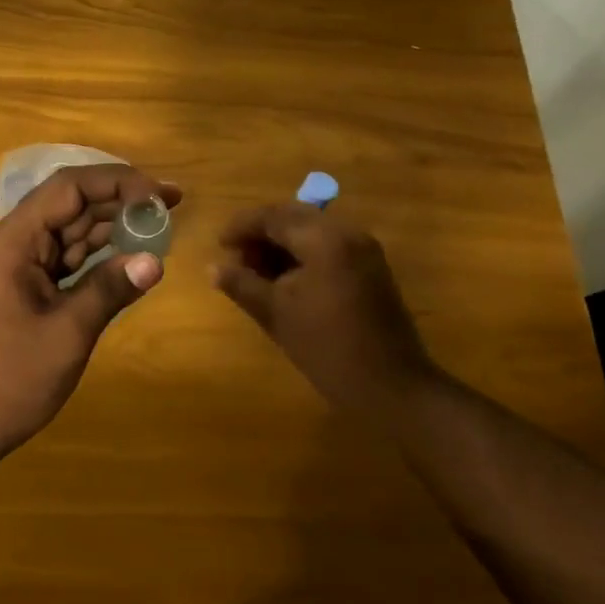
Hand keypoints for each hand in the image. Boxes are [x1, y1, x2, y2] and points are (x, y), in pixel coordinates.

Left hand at [0, 164, 181, 473]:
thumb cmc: (5, 379)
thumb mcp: (65, 334)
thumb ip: (109, 290)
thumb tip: (155, 260)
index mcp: (15, 241)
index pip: (69, 188)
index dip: (117, 181)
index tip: (160, 195)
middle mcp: (16, 244)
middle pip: (72, 205)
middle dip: (122, 199)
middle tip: (173, 204)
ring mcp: (20, 268)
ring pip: (72, 232)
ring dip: (114, 226)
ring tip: (160, 226)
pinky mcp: (27, 290)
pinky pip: (68, 260)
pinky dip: (100, 256)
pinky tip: (130, 258)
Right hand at [211, 203, 439, 414]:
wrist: (391, 386)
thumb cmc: (327, 348)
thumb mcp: (276, 314)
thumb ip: (242, 284)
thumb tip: (213, 267)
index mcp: (324, 238)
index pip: (273, 216)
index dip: (241, 227)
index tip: (218, 245)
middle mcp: (347, 233)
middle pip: (293, 217)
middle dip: (261, 233)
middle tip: (236, 258)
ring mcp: (363, 249)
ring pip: (311, 231)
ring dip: (281, 244)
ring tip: (255, 272)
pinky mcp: (370, 268)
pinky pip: (328, 247)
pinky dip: (302, 255)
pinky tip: (284, 280)